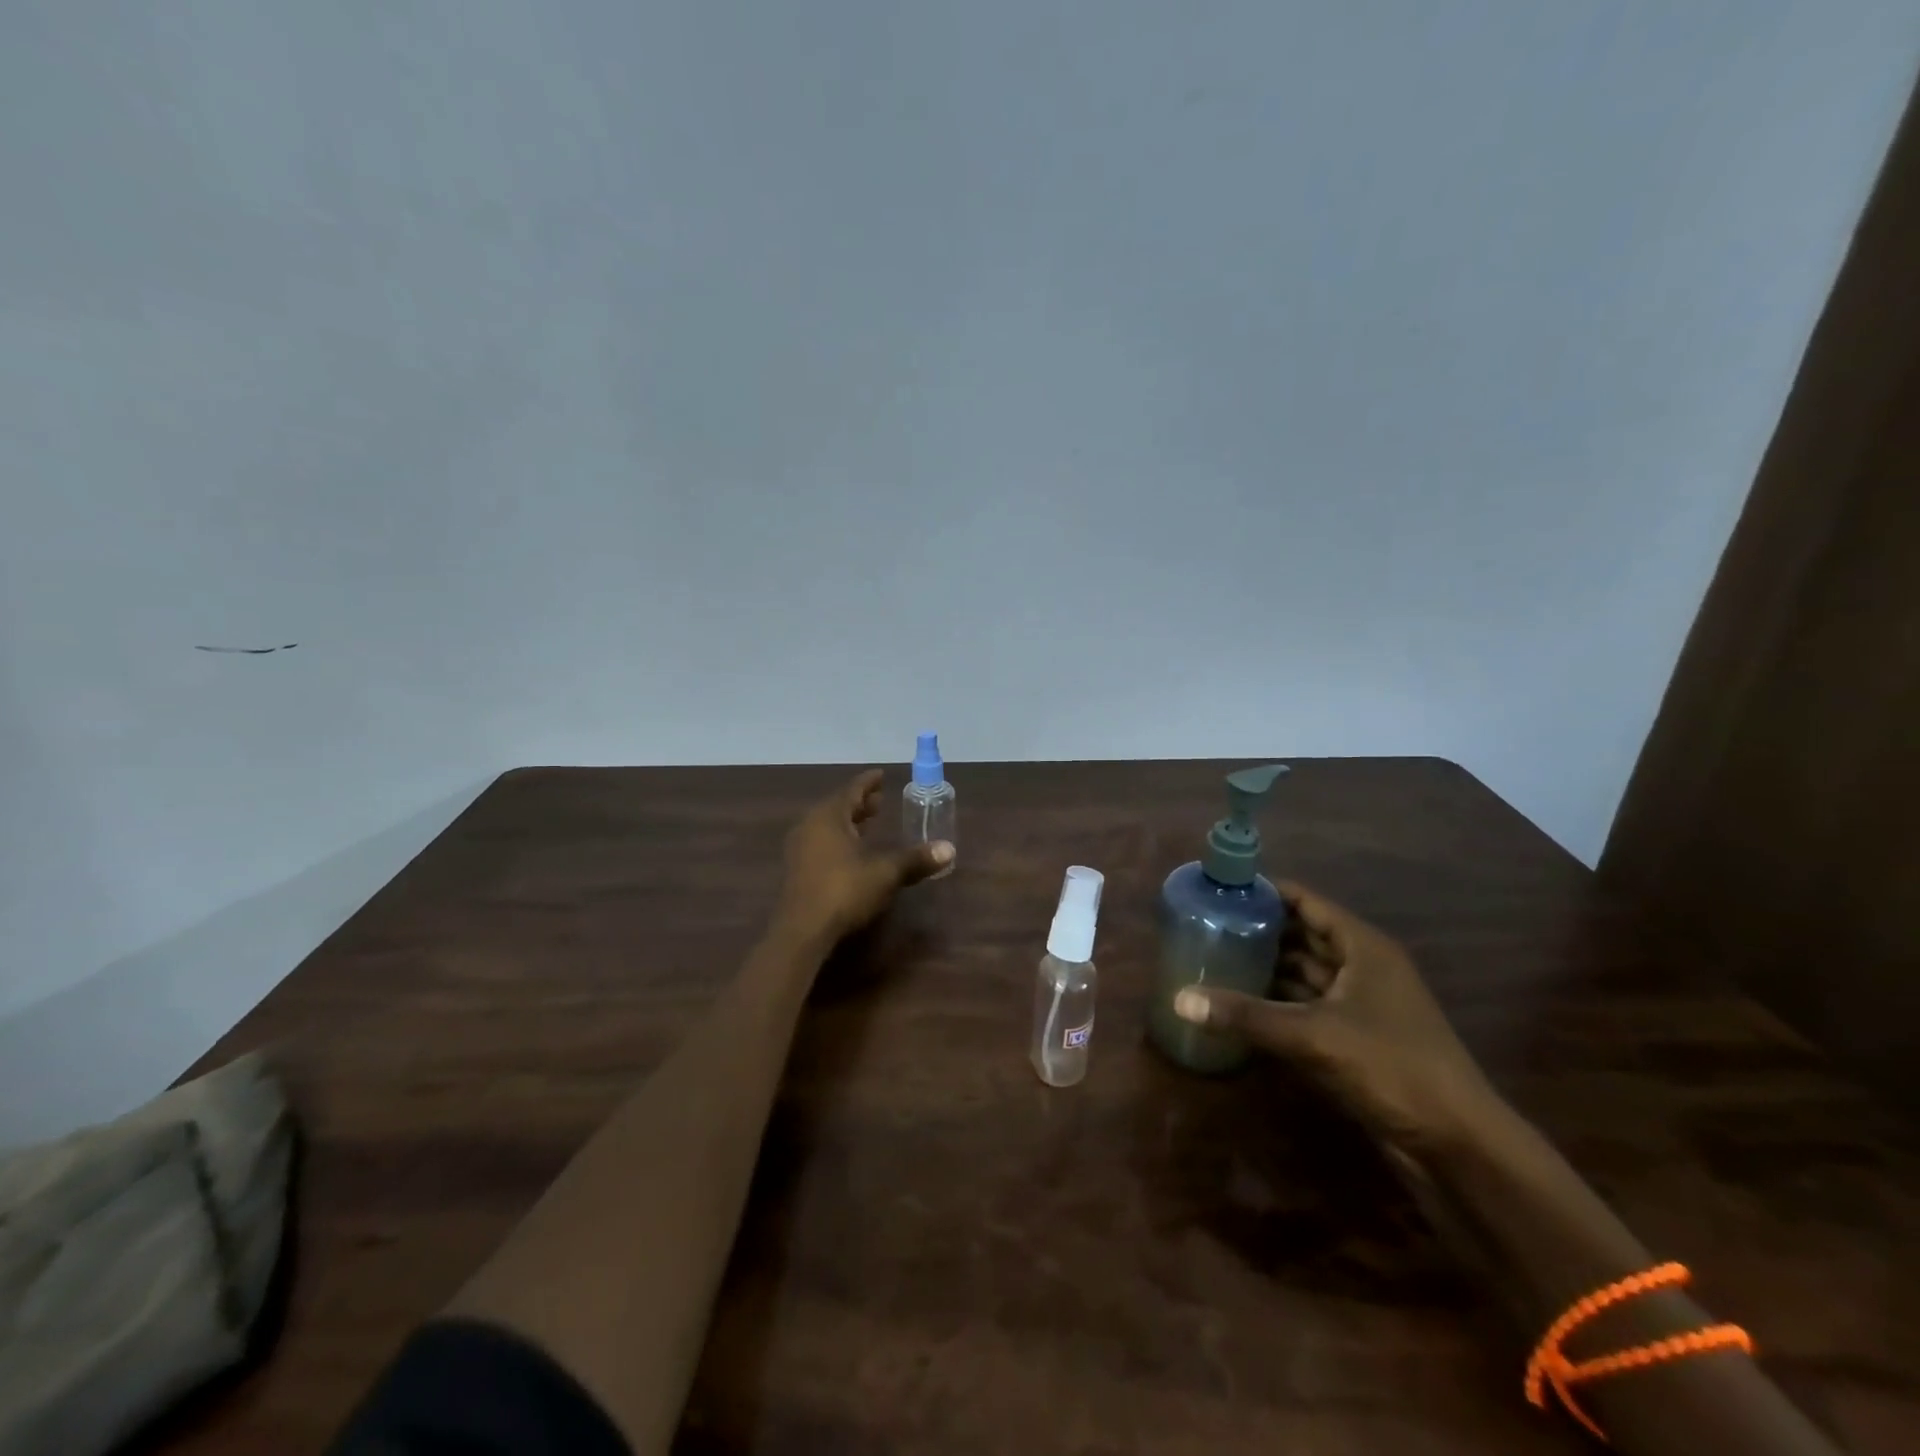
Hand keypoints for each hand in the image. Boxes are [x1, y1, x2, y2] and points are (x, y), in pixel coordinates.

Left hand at [773, 770, 952, 946]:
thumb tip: (949, 849)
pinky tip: (851, 852)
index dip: (869, 782)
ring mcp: (799, 848)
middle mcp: (810, 825)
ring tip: (868, 824)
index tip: (881, 775)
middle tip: (879, 801)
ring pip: (827, 826)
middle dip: (860, 803)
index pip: (852, 790)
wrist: (802, 930)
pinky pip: (820, 843)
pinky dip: (838, 839)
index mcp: (829, 816)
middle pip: (837, 806)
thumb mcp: (885, 873)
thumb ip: (916, 859)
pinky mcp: (797, 870)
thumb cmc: (844, 890)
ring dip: (848, 822)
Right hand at [1173, 882, 1497, 1153]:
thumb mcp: (1313, 1036)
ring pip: (1303, 973)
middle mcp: (1362, 967)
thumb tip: (1179, 999)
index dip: (1265, 891)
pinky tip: (1240, 1004)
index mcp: (1362, 947)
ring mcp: (1360, 1004)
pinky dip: (1277, 1002)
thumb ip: (1246, 1016)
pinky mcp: (1355, 1038)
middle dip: (1258, 929)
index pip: (1306, 902)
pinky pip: (1307, 1006)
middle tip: (1206, 924)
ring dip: (1265, 967)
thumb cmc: (1392, 1067)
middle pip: (1302, 935)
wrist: (1458, 1144)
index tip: (1220, 889)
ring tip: (1214, 957)